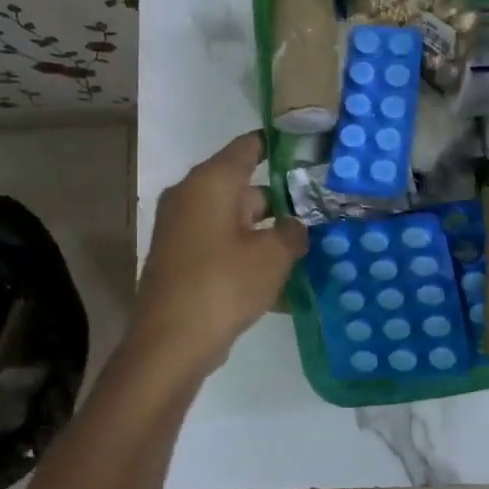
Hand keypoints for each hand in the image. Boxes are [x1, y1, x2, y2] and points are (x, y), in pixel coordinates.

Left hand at [131, 132, 307, 375]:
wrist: (170, 343)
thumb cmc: (224, 285)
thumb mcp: (272, 256)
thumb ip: (291, 232)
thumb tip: (293, 226)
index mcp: (211, 182)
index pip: (249, 146)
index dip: (279, 145)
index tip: (309, 151)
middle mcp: (190, 196)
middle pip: (243, 184)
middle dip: (280, 198)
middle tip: (318, 208)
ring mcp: (181, 228)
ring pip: (233, 218)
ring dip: (264, 229)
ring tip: (304, 244)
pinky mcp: (179, 257)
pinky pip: (220, 243)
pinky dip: (245, 251)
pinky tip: (275, 274)